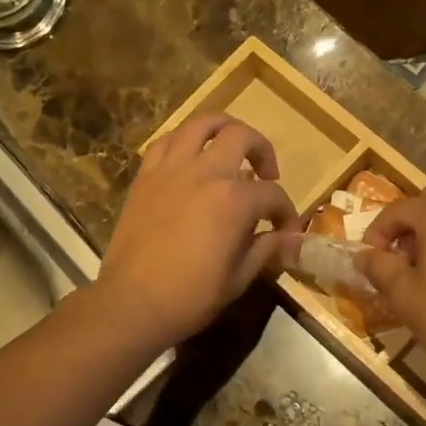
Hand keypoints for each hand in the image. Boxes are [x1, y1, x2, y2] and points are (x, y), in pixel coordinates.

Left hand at [97, 113, 300, 347]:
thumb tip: (293, 240)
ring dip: (223, 127)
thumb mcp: (238, 278)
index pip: (273, 194)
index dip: (286, 212)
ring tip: (230, 146)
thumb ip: (267, 250)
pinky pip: (166, 141)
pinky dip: (183, 141)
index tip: (285, 230)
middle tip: (265, 173)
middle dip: (262, 150)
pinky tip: (190, 158)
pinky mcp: (146, 176)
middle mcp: (206, 173)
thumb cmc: (191, 297)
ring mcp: (172, 169)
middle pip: (242, 137)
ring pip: (201, 123)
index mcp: (235, 200)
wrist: (132, 302)